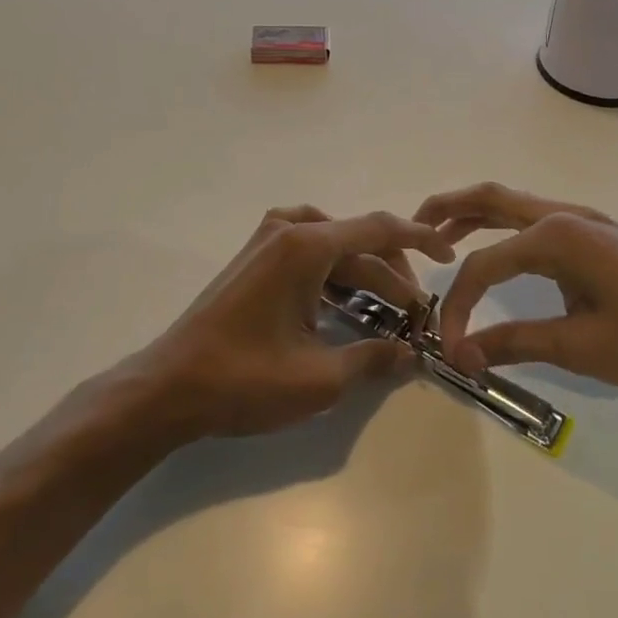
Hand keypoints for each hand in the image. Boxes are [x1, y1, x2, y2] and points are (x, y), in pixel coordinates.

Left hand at [121, 206, 455, 439]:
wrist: (168, 388)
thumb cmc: (244, 380)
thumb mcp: (320, 377)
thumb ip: (374, 359)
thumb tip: (413, 355)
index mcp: (305, 246)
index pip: (378, 229)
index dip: (420, 239)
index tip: (449, 254)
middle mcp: (286, 231)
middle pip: (357, 240)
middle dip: (392, 273)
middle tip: (416, 312)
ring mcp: (265, 243)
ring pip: (332, 246)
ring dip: (363, 273)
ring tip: (389, 309)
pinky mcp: (253, 261)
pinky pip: (307, 252)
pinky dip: (334, 272)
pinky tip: (345, 303)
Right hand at [415, 183, 617, 398]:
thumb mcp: (583, 347)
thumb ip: (517, 342)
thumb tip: (462, 354)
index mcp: (557, 237)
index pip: (483, 265)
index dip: (457, 306)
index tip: (449, 349)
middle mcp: (566, 216)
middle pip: (492, 199)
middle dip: (447, 208)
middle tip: (411, 226)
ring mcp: (588, 222)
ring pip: (516, 206)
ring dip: (476, 215)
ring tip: (442, 235)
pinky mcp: (603, 237)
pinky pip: (538, 222)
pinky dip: (507, 229)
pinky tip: (503, 254)